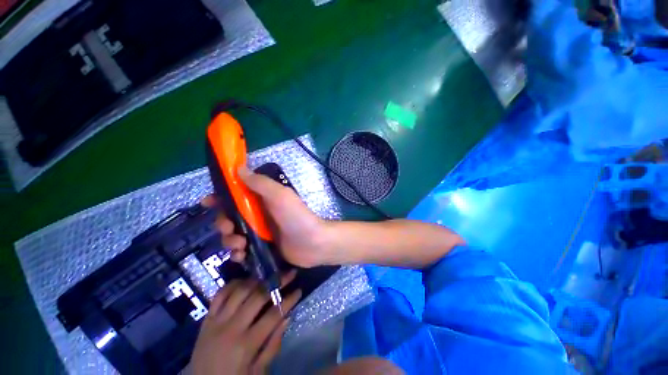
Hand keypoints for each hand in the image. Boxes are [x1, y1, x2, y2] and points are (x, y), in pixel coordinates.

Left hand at [191, 271, 300, 374]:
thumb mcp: (257, 371)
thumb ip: (273, 344)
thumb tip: (287, 317)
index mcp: (246, 345)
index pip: (273, 315)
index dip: (288, 300)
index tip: (299, 290)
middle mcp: (232, 328)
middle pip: (258, 296)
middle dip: (277, 282)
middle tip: (289, 274)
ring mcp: (217, 320)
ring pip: (240, 290)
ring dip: (258, 280)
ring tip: (269, 275)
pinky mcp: (207, 317)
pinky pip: (220, 293)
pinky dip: (234, 284)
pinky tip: (245, 281)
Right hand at [203, 167, 332, 267]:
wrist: (313, 243)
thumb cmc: (296, 217)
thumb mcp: (280, 195)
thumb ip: (261, 183)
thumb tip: (239, 168)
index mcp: (262, 199)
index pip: (236, 194)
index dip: (220, 197)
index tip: (207, 202)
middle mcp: (258, 214)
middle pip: (229, 217)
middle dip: (223, 223)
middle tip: (229, 229)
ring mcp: (259, 232)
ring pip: (232, 235)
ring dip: (230, 240)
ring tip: (240, 245)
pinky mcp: (261, 248)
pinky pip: (241, 251)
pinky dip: (238, 253)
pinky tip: (243, 256)